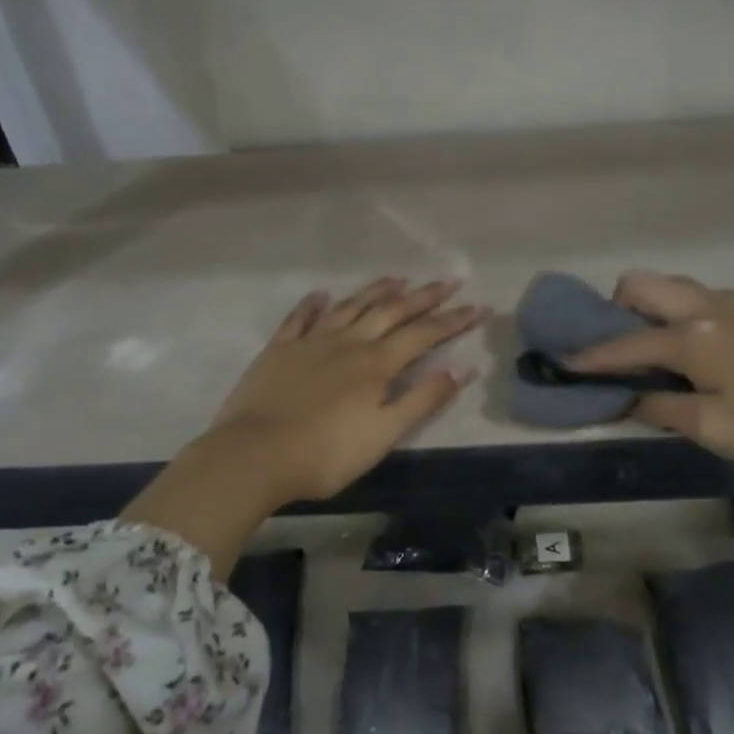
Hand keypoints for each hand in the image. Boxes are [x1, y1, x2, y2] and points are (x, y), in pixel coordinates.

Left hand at [205, 277, 487, 502]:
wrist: (255, 455)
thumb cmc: (326, 454)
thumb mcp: (384, 434)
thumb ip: (424, 399)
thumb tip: (463, 368)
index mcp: (377, 364)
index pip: (424, 334)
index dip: (454, 320)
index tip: (479, 306)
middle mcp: (348, 342)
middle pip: (392, 311)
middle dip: (424, 296)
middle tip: (448, 280)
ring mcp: (311, 342)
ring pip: (351, 306)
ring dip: (376, 290)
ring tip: (397, 278)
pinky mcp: (279, 350)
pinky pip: (300, 318)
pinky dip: (313, 304)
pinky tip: (322, 294)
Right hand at [567, 271, 733, 476]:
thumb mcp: (711, 428)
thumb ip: (659, 406)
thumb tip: (627, 396)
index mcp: (691, 336)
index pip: (625, 343)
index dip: (591, 357)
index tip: (564, 362)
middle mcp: (709, 306)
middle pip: (644, 283)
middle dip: (618, 307)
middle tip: (619, 345)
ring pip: (679, 287)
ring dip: (656, 309)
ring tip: (661, 349)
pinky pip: (711, 300)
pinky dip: (691, 315)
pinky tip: (710, 352)